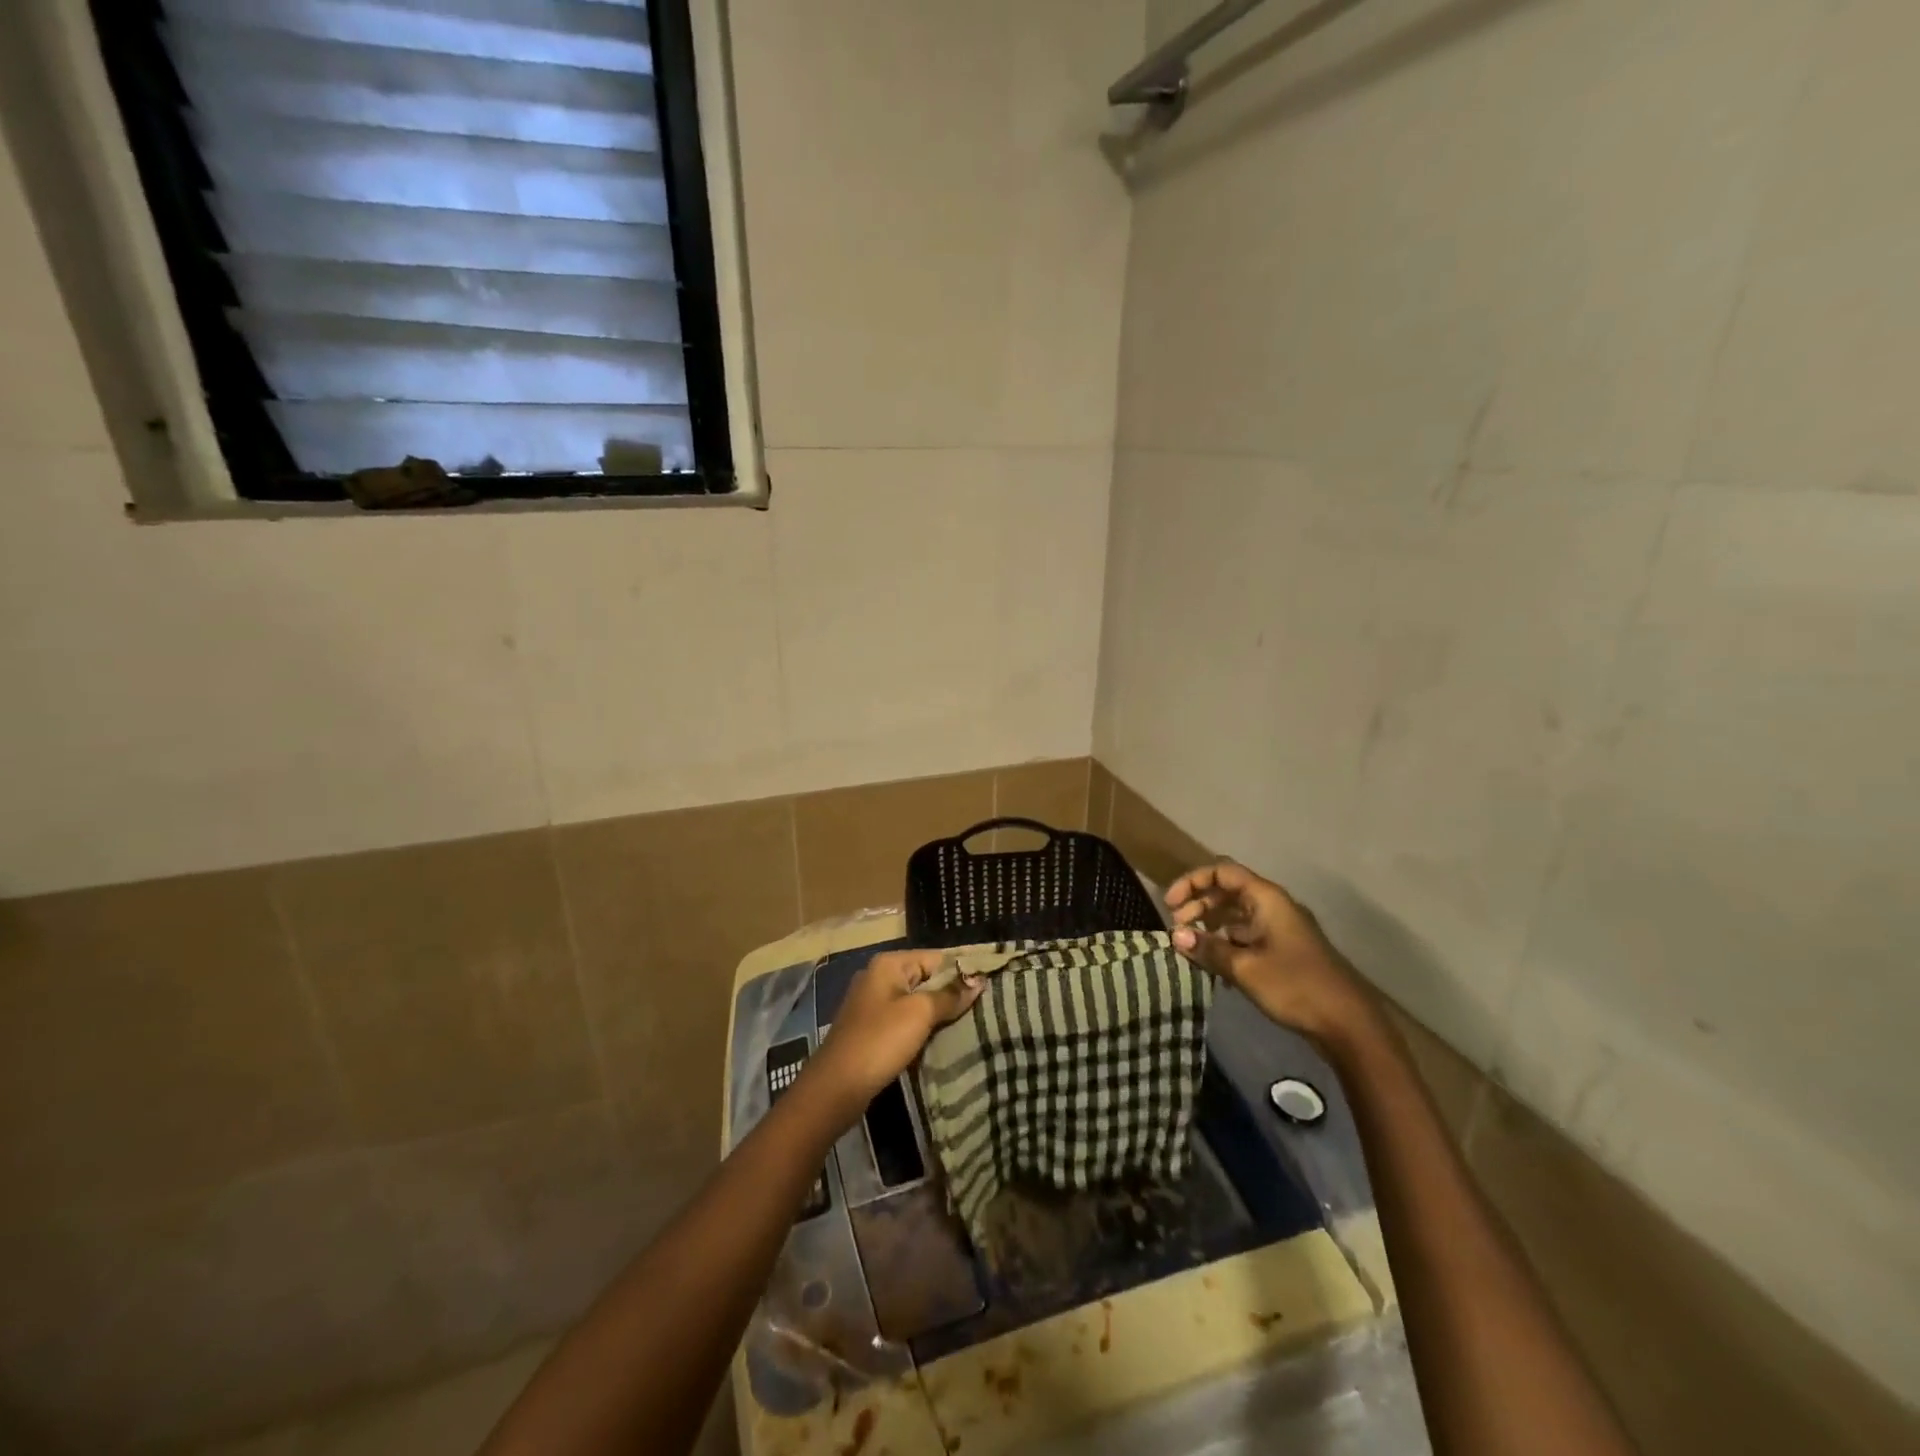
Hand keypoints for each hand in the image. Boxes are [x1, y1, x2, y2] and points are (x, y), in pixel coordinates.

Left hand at [803, 950, 982, 1126]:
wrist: (836, 1087)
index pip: (936, 958)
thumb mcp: (919, 1014)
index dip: (962, 972)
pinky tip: (942, 1040)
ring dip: (939, 1014)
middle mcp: (879, 977)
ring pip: (917, 1002)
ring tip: (970, 1025)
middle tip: (984, 1009)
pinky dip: (923, 1028)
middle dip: (952, 994)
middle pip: (926, 978)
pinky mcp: (872, 1029)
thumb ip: (949, 995)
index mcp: (889, 964)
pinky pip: (905, 1020)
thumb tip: (978, 979)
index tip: (990, 988)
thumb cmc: (879, 1041)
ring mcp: (873, 1004)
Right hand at [1166, 863, 1373, 1045]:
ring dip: (1210, 926)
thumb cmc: (1295, 986)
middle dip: (1198, 905)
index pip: (1222, 872)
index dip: (1191, 882)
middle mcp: (1274, 906)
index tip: (1170, 905)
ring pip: (1237, 915)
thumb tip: (1176, 935)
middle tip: (1177, 929)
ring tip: (1191, 948)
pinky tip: (1215, 967)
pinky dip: (1226, 943)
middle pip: (1228, 891)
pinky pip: (1247, 936)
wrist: (1348, 1023)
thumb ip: (1208, 949)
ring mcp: (1281, 929)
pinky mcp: (1284, 951)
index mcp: (1267, 898)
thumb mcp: (1245, 968)